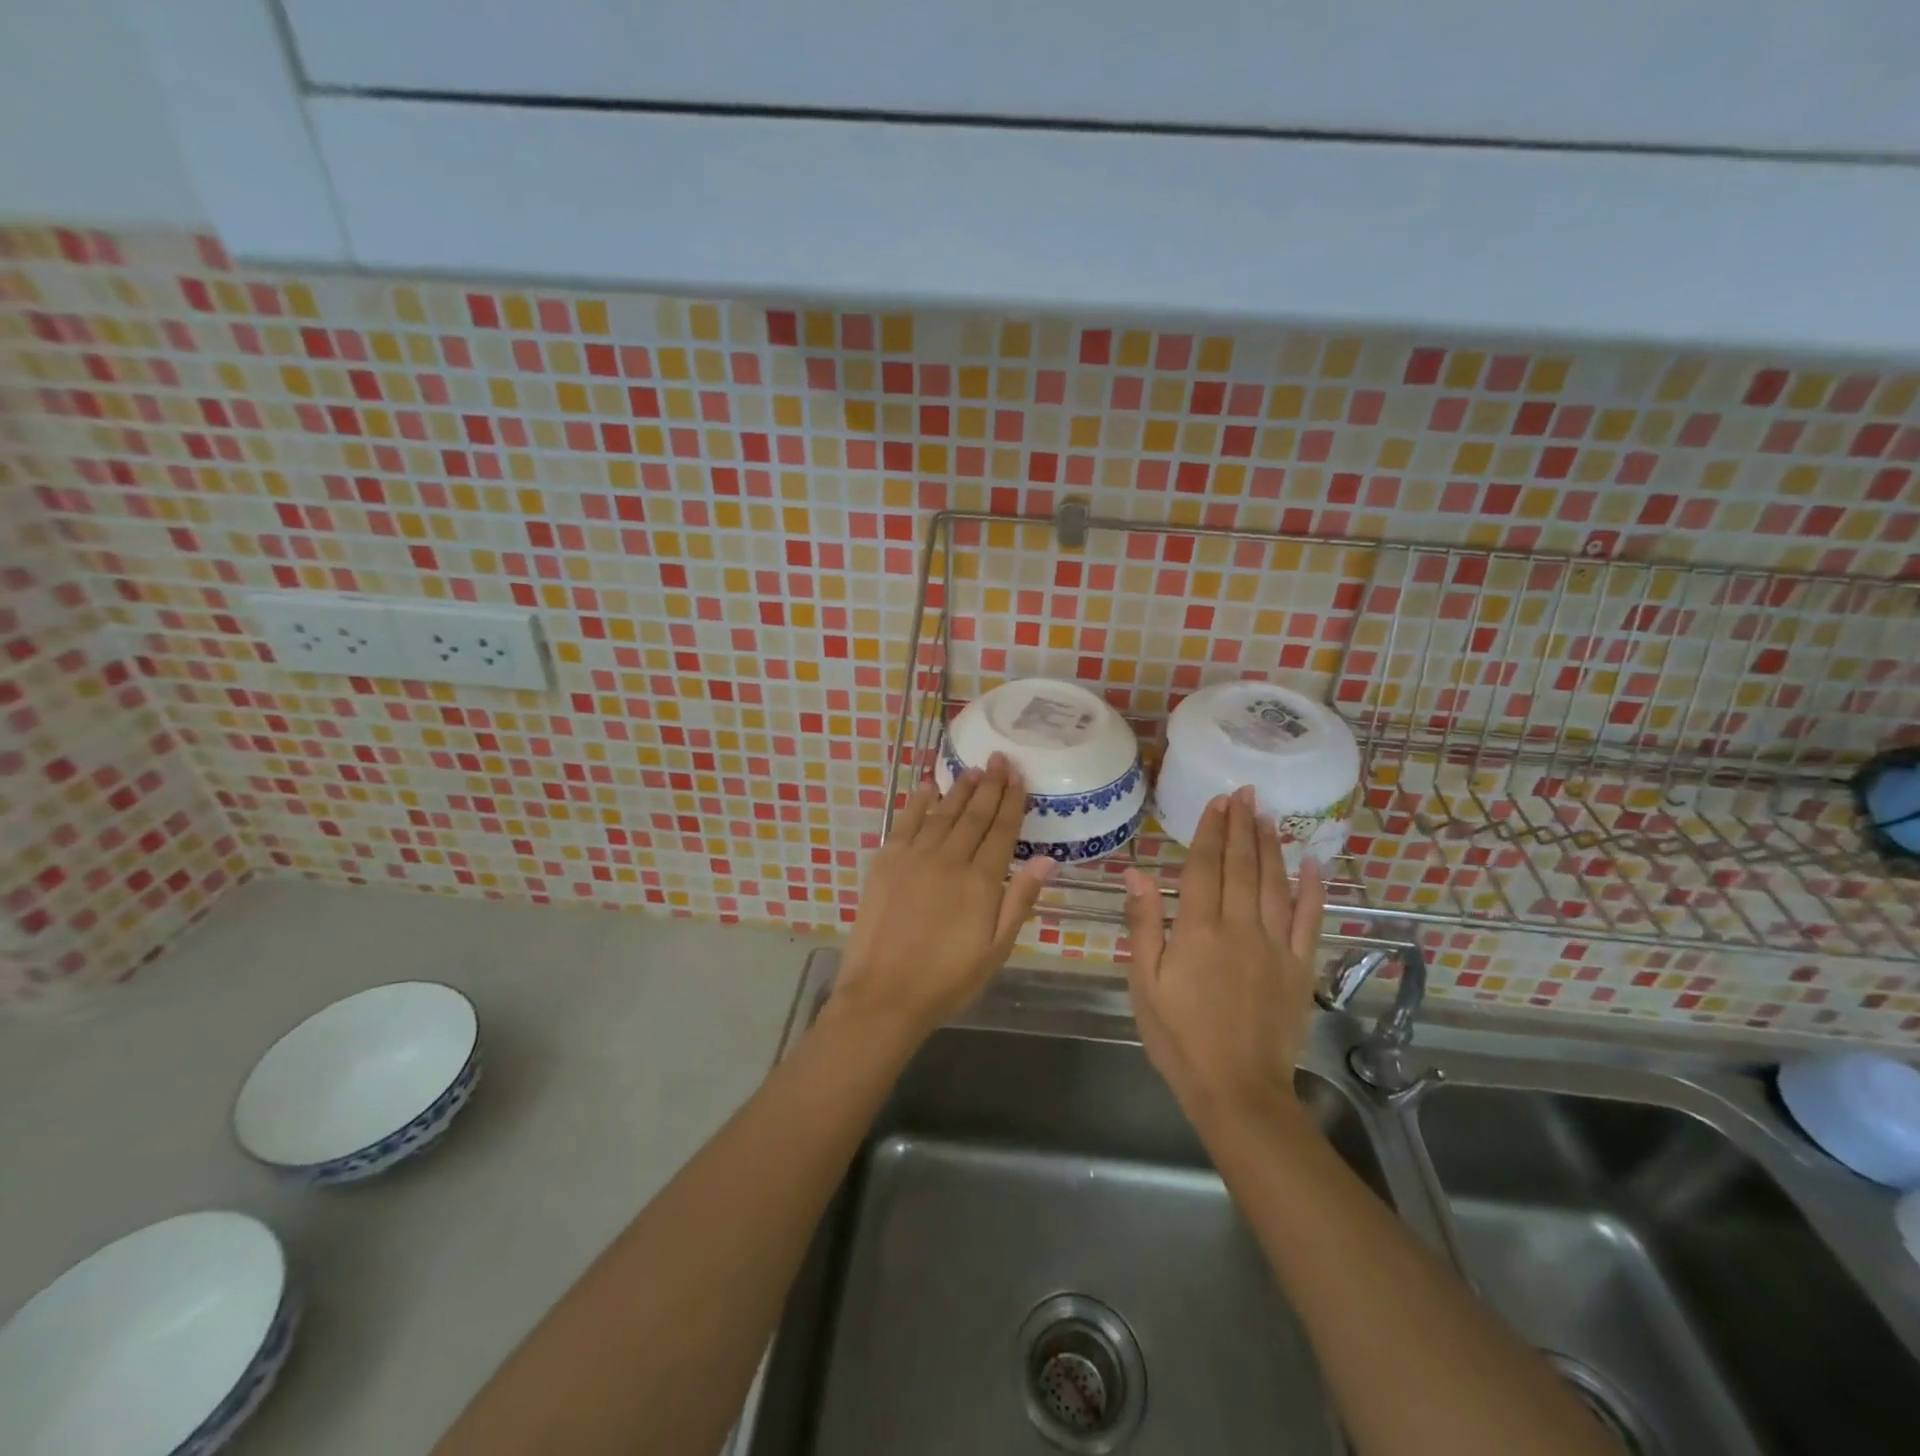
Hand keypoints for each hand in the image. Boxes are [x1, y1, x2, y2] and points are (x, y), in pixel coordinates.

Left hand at [833, 755, 1057, 1044]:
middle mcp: (948, 859)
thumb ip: (1020, 900)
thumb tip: (1047, 859)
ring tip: (973, 769)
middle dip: (989, 785)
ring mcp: (914, 857)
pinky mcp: (886, 862)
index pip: (1001, 831)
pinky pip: (905, 822)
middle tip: (999, 758)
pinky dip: (917, 802)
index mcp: (980, 881)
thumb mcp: (996, 950)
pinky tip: (928, 787)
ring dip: (959, 790)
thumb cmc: (947, 979)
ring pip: (942, 814)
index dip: (1011, 801)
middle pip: (973, 815)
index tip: (1018, 776)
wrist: (884, 995)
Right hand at [1124, 787, 1325, 1129]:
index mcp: (1197, 931)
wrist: (1236, 1090)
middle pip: (1241, 867)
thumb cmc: (1178, 1037)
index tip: (1217, 802)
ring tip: (1267, 815)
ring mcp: (1275, 947)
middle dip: (1242, 827)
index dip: (1210, 832)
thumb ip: (1144, 925)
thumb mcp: (1145, 983)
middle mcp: (1240, 929)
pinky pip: (1309, 920)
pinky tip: (1313, 864)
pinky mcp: (1300, 968)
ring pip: (1275, 884)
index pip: (1204, 868)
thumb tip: (1136, 874)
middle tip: (1245, 793)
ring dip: (1271, 847)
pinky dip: (1313, 890)